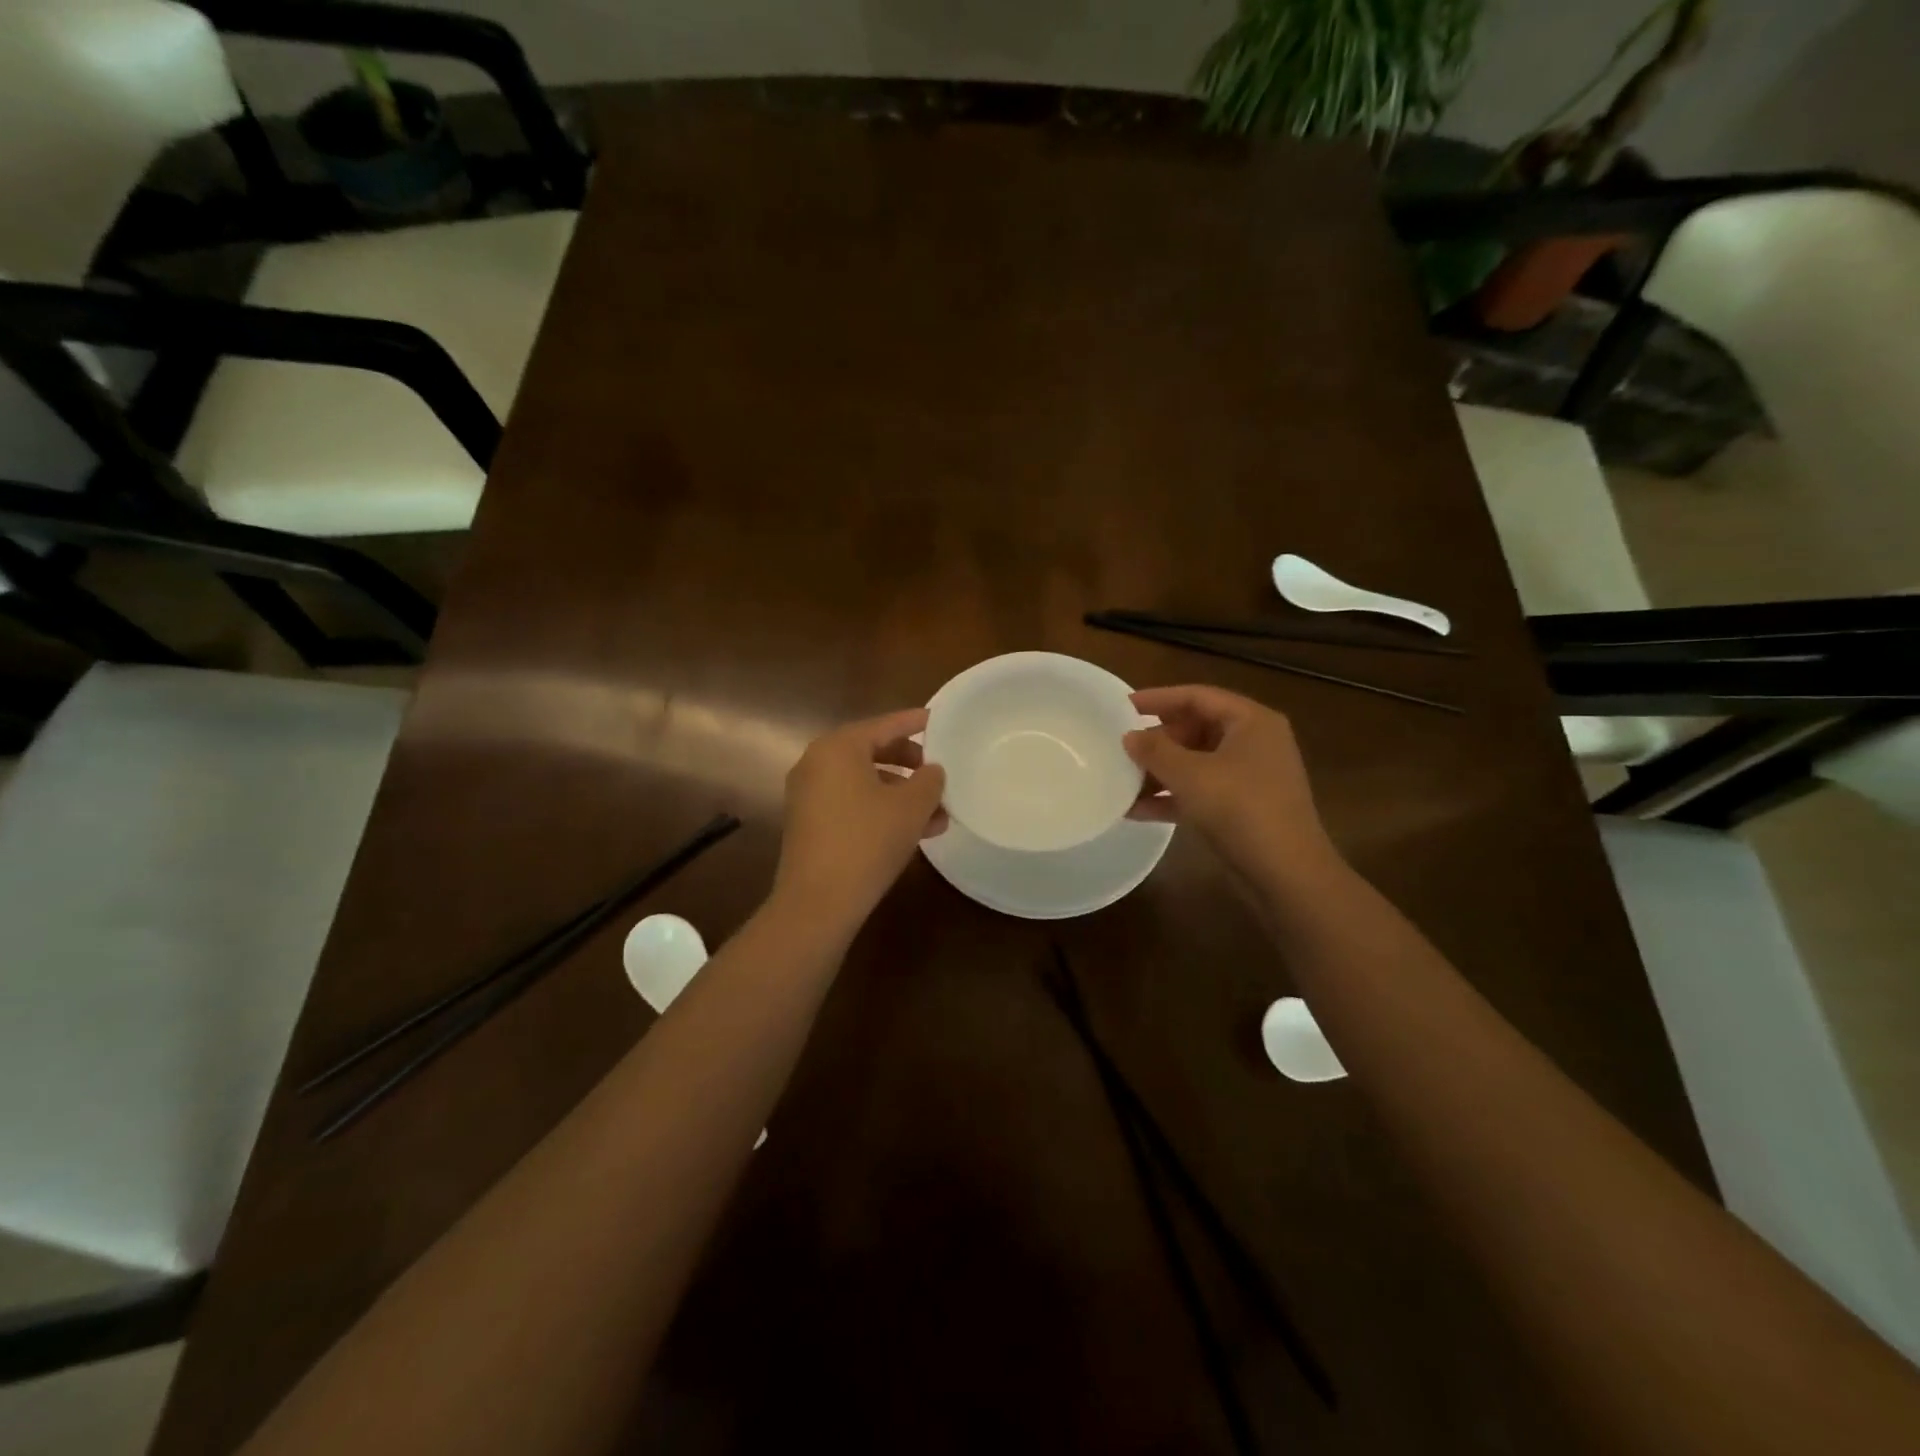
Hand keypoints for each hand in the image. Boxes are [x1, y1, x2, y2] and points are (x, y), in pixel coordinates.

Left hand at [772, 708, 946, 929]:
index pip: (885, 725)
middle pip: (872, 752)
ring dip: (901, 794)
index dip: (914, 723)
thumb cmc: (867, 841)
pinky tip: (912, 832)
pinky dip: (880, 809)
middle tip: (937, 772)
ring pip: (864, 782)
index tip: (938, 720)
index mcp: (838, 747)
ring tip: (937, 814)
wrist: (818, 901)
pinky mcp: (809, 823)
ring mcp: (808, 795)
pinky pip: (852, 803)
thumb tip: (932, 771)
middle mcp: (817, 763)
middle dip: (909, 764)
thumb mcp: (911, 808)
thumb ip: (928, 781)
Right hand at [1124, 685, 1341, 889]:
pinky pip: (1200, 792)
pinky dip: (1172, 798)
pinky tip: (1136, 811)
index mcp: (1251, 722)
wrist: (1286, 874)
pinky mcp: (1242, 809)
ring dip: (1160, 772)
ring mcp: (1249, 778)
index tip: (1123, 705)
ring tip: (1122, 780)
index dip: (1159, 698)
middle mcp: (1253, 743)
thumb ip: (1155, 751)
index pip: (1198, 696)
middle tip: (1123, 748)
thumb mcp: (1190, 775)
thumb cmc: (1240, 809)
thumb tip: (1129, 736)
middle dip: (1158, 740)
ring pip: (1196, 763)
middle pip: (1196, 728)